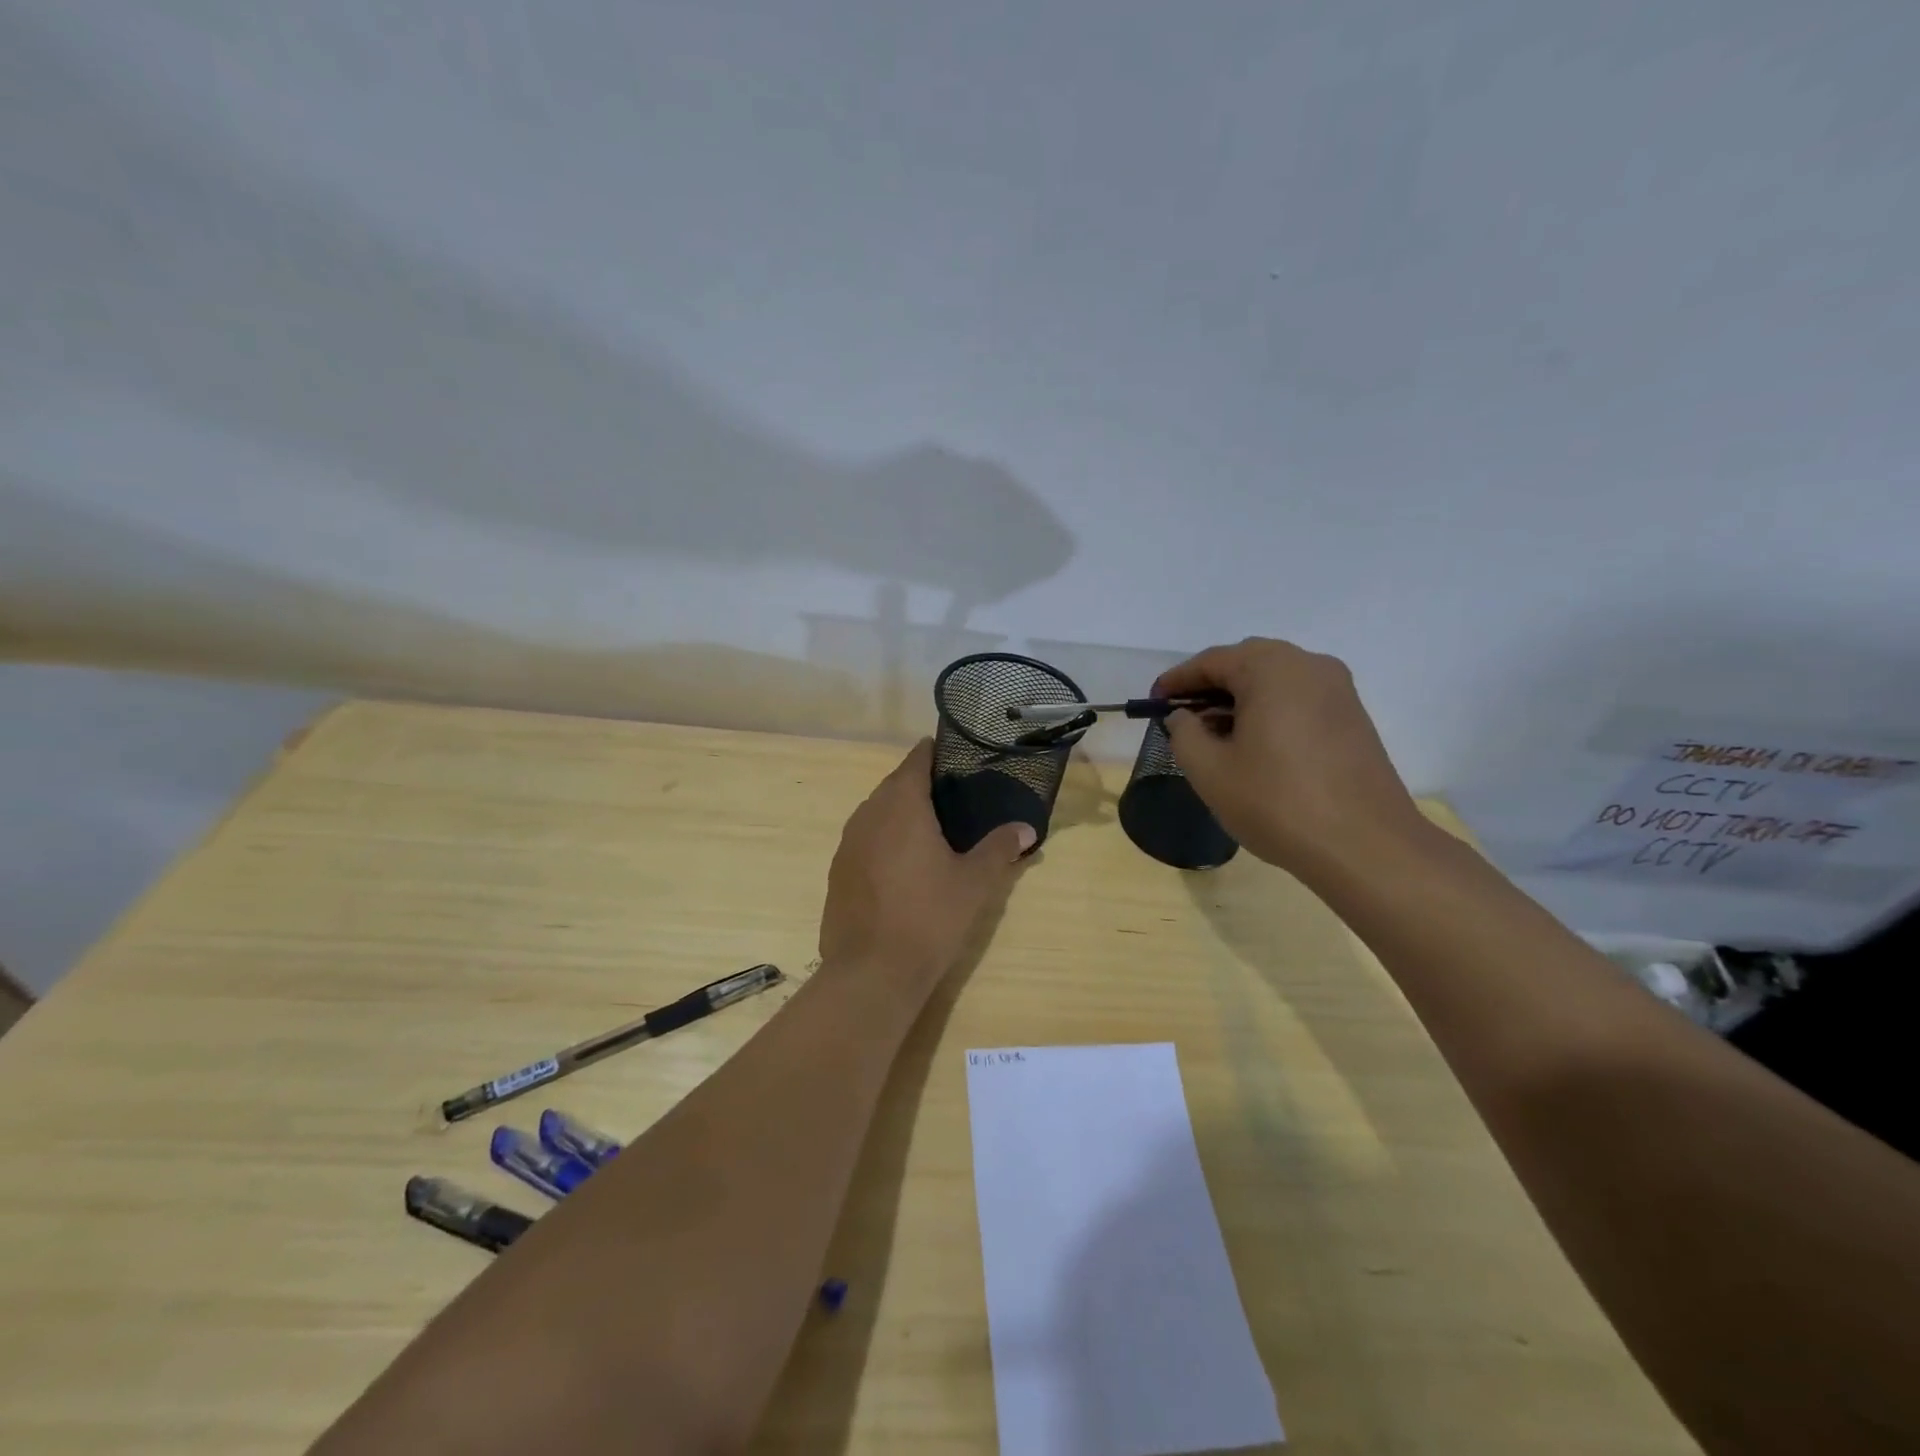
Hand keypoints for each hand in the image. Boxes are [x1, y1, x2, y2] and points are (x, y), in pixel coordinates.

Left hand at [819, 740, 1033, 1003]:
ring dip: (899, 811)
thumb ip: (1000, 848)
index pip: (916, 760)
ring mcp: (848, 843)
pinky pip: (864, 839)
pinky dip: (884, 838)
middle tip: (953, 795)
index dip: (935, 753)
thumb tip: (1026, 828)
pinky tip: (902, 863)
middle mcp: (868, 814)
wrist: (871, 972)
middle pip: (894, 784)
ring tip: (930, 827)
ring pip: (876, 812)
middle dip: (919, 783)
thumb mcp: (974, 883)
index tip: (956, 755)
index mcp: (901, 805)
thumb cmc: (929, 918)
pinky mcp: (838, 871)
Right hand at [1158, 638, 1429, 876]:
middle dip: (1209, 687)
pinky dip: (1269, 711)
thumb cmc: (1277, 802)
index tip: (1153, 702)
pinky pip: (1298, 700)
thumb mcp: (1209, 770)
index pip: (1211, 661)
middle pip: (1246, 663)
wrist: (1365, 847)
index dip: (1177, 681)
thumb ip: (1184, 733)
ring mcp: (1339, 690)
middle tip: (1182, 718)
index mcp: (1272, 668)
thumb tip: (1185, 717)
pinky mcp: (1353, 717)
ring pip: (1275, 681)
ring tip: (1214, 736)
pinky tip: (1254, 746)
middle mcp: (1310, 665)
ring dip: (1239, 700)